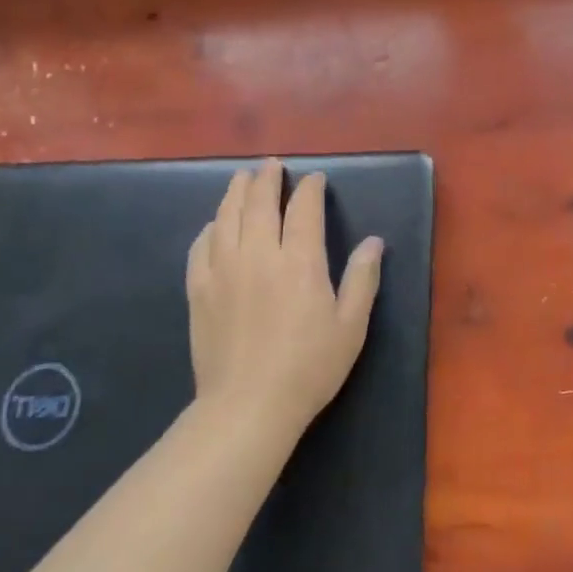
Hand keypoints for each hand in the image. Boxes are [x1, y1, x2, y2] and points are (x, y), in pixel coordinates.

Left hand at [186, 159, 383, 431]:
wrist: (248, 406)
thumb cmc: (309, 367)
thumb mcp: (350, 326)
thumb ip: (362, 279)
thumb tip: (374, 242)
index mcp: (300, 261)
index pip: (303, 209)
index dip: (309, 189)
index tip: (314, 179)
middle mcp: (258, 255)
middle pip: (258, 203)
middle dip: (267, 179)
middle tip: (271, 166)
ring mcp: (223, 270)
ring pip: (226, 217)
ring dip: (235, 193)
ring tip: (241, 179)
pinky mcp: (198, 290)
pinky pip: (200, 247)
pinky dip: (209, 228)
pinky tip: (214, 225)